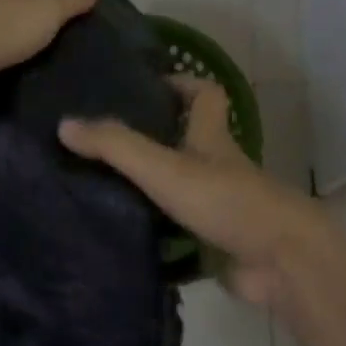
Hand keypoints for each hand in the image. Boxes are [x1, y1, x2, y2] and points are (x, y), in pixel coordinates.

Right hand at [59, 77, 332, 308]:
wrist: (280, 261)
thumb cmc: (225, 201)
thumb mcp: (164, 167)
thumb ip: (116, 146)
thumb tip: (65, 124)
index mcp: (211, 138)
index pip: (204, 95)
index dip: (179, 83)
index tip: (143, 87)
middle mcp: (217, 167)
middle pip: (187, 142)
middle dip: (150, 139)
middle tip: (102, 143)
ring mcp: (219, 206)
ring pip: (179, 189)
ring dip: (148, 189)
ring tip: (97, 187)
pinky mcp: (217, 242)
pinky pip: (179, 233)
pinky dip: (155, 234)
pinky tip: (120, 236)